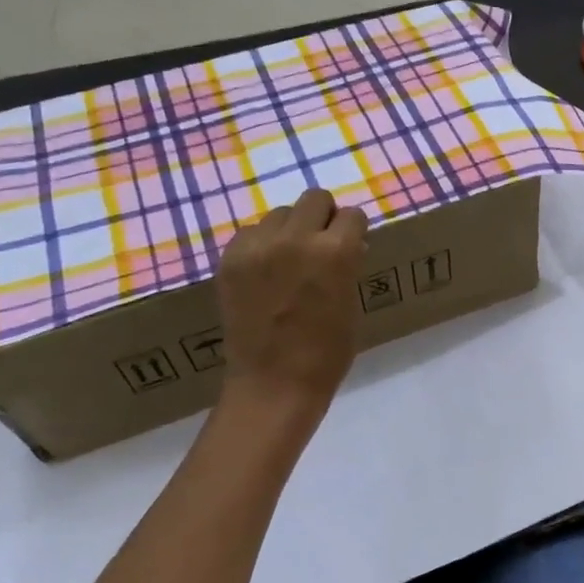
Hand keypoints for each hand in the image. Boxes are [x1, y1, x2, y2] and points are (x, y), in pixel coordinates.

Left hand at [214, 188, 368, 425]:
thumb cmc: (327, 353)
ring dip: (290, 230)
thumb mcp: (352, 303)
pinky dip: (262, 246)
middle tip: (321, 246)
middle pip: (314, 199)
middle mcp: (296, 238)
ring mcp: (258, 247)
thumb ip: (348, 266)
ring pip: (280, 214)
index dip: (353, 231)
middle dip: (324, 218)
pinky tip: (265, 274)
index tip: (351, 246)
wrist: (274, 384)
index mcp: (336, 252)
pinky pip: (251, 233)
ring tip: (289, 262)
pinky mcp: (230, 259)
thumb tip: (345, 245)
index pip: (352, 215)